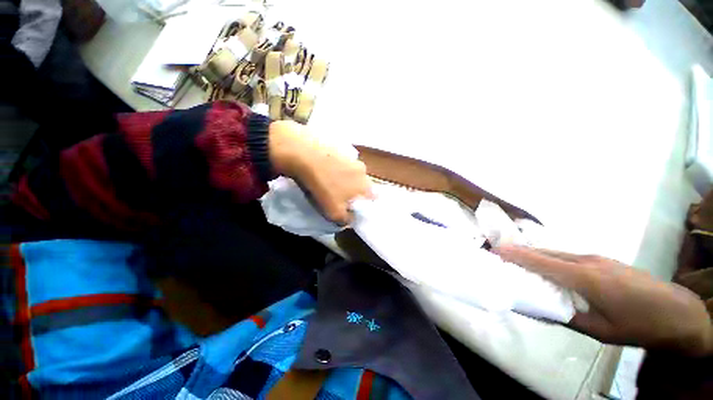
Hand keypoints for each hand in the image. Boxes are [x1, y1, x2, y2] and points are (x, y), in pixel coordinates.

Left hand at [268, 120, 373, 223]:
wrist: (305, 157)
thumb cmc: (323, 187)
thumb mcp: (334, 212)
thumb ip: (346, 219)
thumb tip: (350, 220)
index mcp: (365, 185)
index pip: (374, 198)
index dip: (365, 203)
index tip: (354, 206)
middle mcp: (363, 170)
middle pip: (363, 184)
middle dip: (355, 189)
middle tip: (342, 194)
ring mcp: (352, 157)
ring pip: (353, 171)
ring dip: (346, 176)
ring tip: (331, 179)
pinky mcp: (341, 147)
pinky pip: (343, 161)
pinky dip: (338, 165)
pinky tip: (326, 167)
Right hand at [496, 245, 712, 355]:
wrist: (677, 313)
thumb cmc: (637, 325)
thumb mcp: (597, 330)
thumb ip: (564, 317)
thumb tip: (535, 309)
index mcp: (584, 278)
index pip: (540, 261)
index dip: (515, 255)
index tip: (494, 251)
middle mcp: (587, 261)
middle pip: (545, 253)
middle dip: (520, 253)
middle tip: (500, 258)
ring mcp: (596, 258)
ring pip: (556, 253)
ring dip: (535, 256)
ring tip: (518, 263)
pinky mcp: (603, 260)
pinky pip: (568, 257)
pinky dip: (551, 260)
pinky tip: (549, 269)